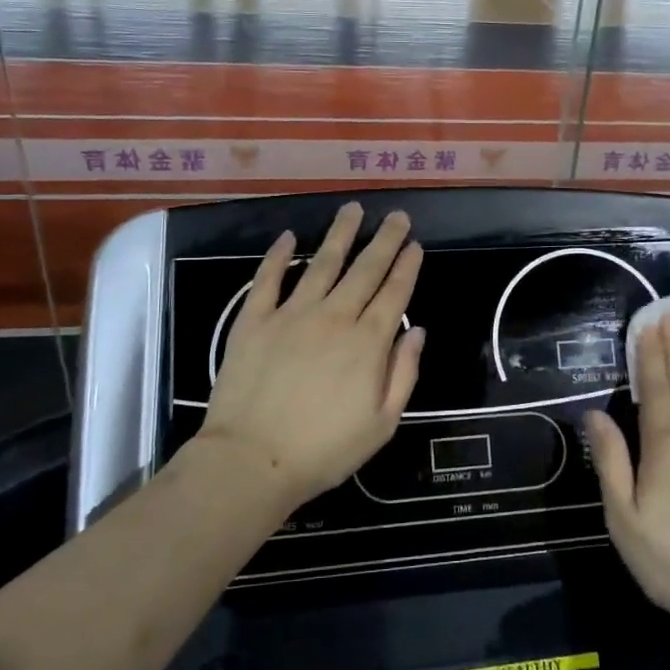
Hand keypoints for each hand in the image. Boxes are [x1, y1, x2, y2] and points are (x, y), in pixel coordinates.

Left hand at [200, 204, 424, 513]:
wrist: (253, 460)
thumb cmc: (324, 450)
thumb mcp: (382, 423)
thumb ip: (404, 373)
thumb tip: (416, 331)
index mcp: (368, 343)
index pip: (394, 294)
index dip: (407, 266)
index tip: (415, 244)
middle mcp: (334, 317)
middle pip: (365, 270)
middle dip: (384, 240)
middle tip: (397, 215)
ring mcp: (292, 314)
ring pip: (321, 263)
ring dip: (340, 234)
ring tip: (352, 209)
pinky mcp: (254, 320)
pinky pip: (268, 279)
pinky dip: (277, 255)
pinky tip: (287, 236)